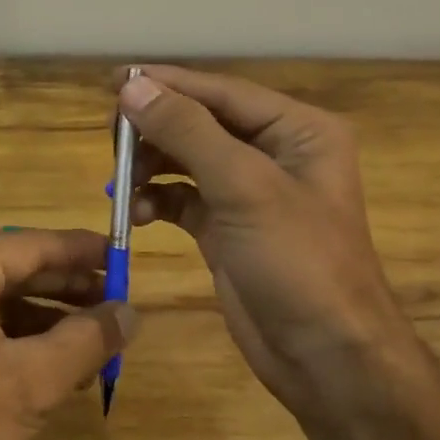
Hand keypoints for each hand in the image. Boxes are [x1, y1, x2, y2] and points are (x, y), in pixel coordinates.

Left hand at [0, 229, 134, 439]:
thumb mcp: (33, 382)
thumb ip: (87, 339)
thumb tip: (130, 312)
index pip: (31, 245)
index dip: (83, 251)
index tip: (124, 256)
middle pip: (12, 268)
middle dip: (67, 287)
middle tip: (116, 300)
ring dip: (46, 317)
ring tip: (94, 337)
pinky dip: (16, 338)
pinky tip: (53, 364)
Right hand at [118, 66, 414, 423]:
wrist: (326, 359)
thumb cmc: (298, 261)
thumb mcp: (244, 187)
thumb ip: (187, 131)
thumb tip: (133, 88)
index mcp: (298, 130)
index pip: (222, 92)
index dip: (168, 84)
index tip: (116, 80)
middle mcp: (275, 153)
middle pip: (202, 122)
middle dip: (157, 129)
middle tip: (112, 136)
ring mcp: (249, 193)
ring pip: (187, 159)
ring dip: (152, 165)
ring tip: (120, 180)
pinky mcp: (227, 228)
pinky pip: (183, 198)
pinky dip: (157, 199)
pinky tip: (136, 212)